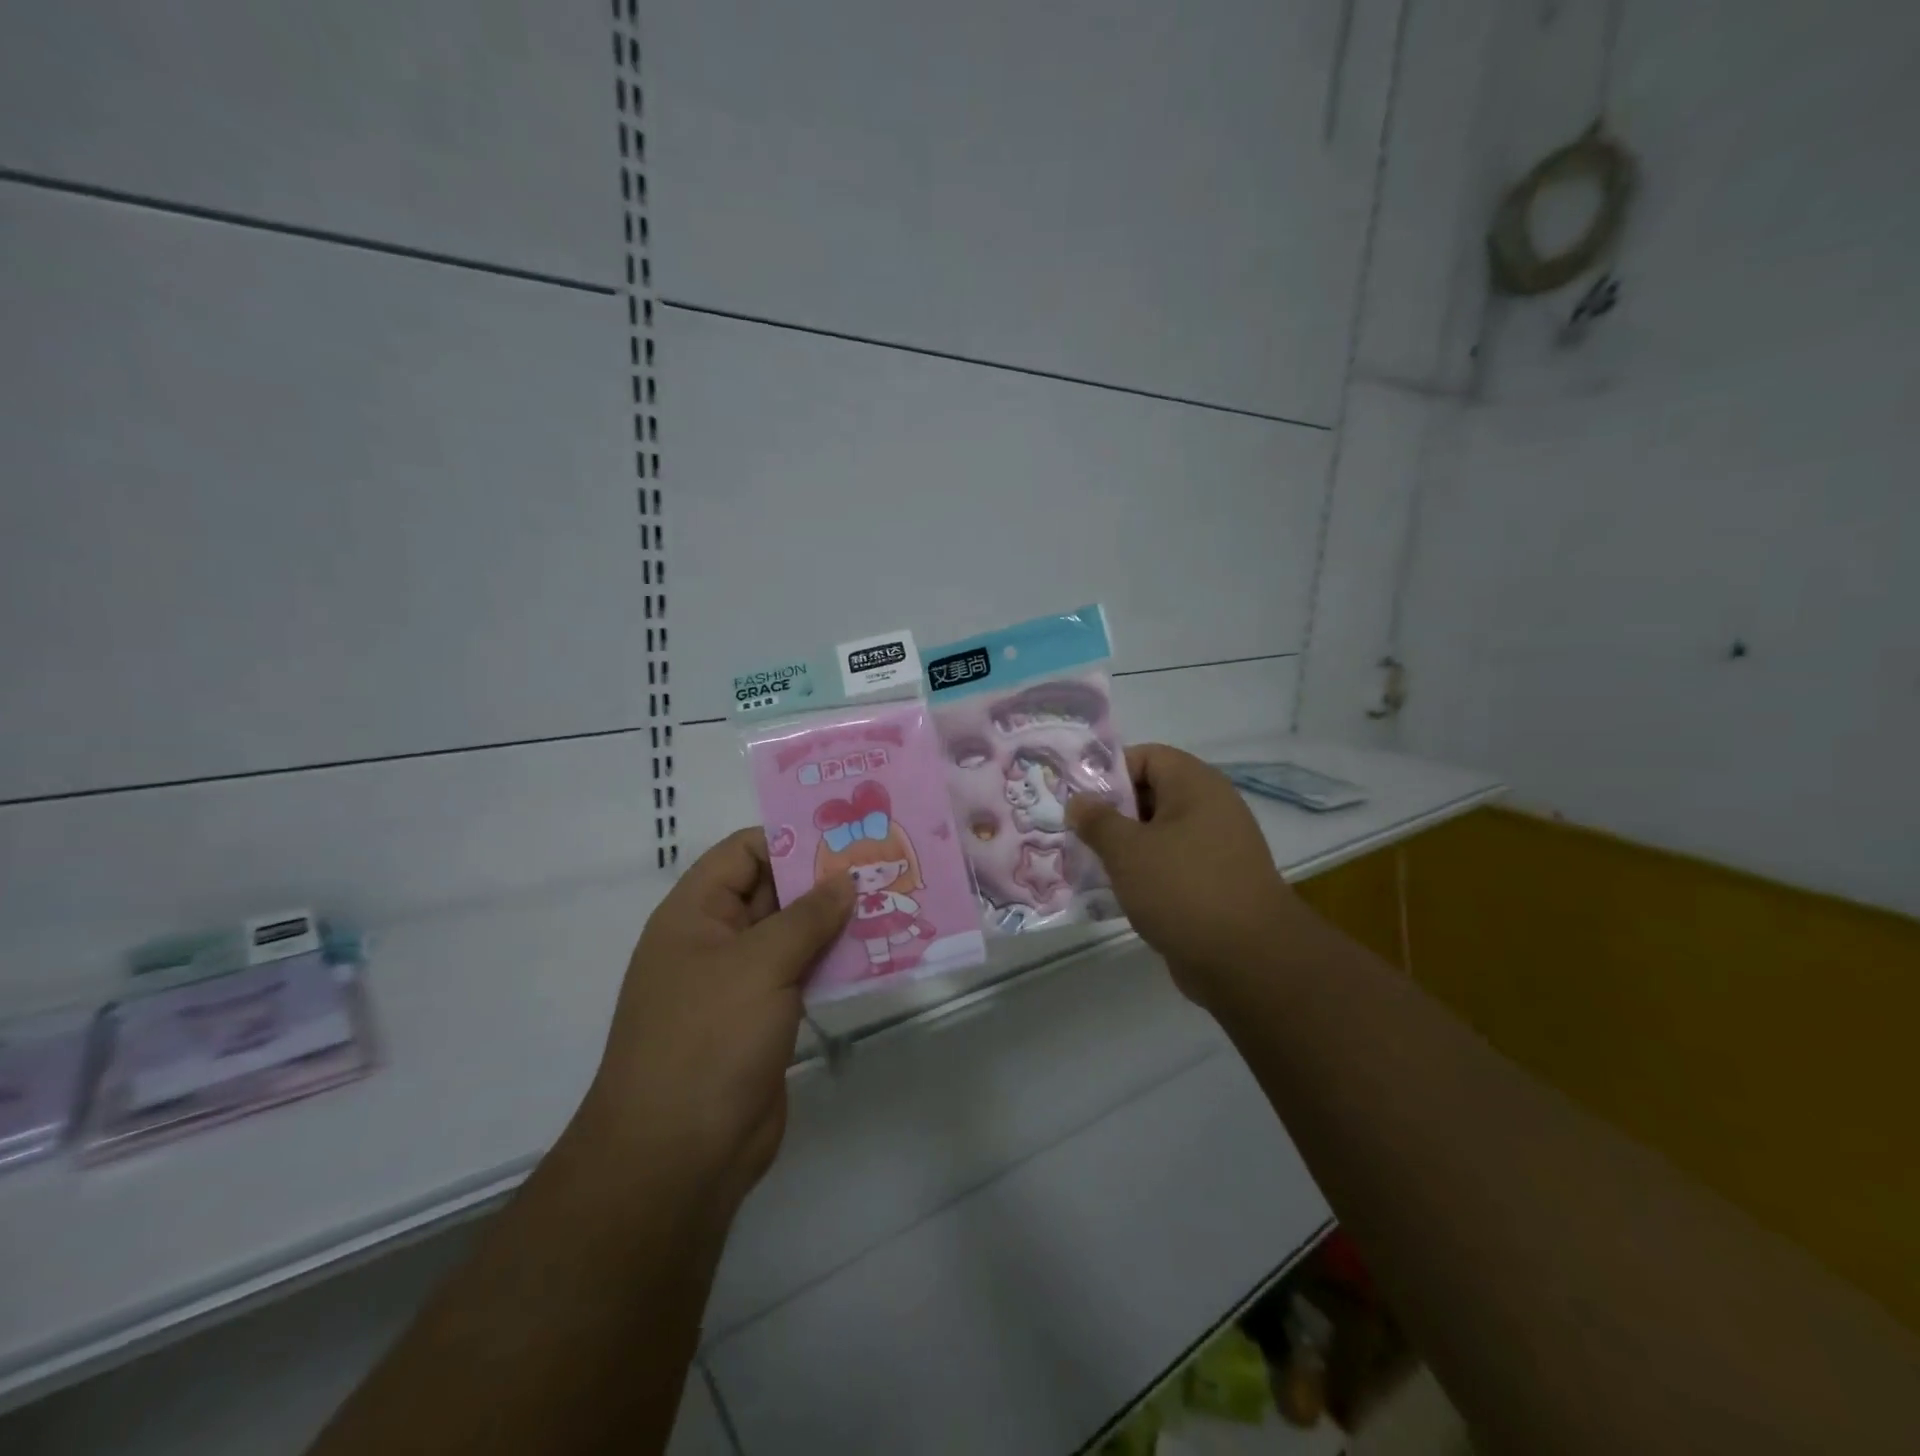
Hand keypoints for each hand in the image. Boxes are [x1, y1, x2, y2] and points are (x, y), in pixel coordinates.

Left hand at [582, 829, 853, 1212]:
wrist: (678, 1156)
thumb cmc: (708, 1040)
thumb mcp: (759, 964)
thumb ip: (806, 916)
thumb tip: (843, 880)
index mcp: (695, 914)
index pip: (744, 852)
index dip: (791, 838)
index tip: (847, 834)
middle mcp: (715, 940)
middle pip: (772, 891)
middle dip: (823, 879)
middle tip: (882, 863)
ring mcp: (740, 983)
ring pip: (793, 935)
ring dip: (835, 922)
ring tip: (891, 901)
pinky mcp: (764, 1019)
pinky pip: (803, 975)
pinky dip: (834, 962)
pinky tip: (877, 952)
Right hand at [1068, 745, 1310, 1007]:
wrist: (1248, 960)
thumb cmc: (1183, 888)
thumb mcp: (1127, 850)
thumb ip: (1097, 820)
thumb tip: (1079, 801)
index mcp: (1195, 785)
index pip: (1146, 757)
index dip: (1109, 772)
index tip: (1077, 799)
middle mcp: (1210, 808)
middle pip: (1150, 794)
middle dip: (1110, 813)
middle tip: (1075, 833)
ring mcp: (1215, 848)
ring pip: (1158, 834)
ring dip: (1123, 847)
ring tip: (1087, 864)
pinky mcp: (1214, 883)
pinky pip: (1170, 866)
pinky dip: (1143, 874)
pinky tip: (1114, 893)